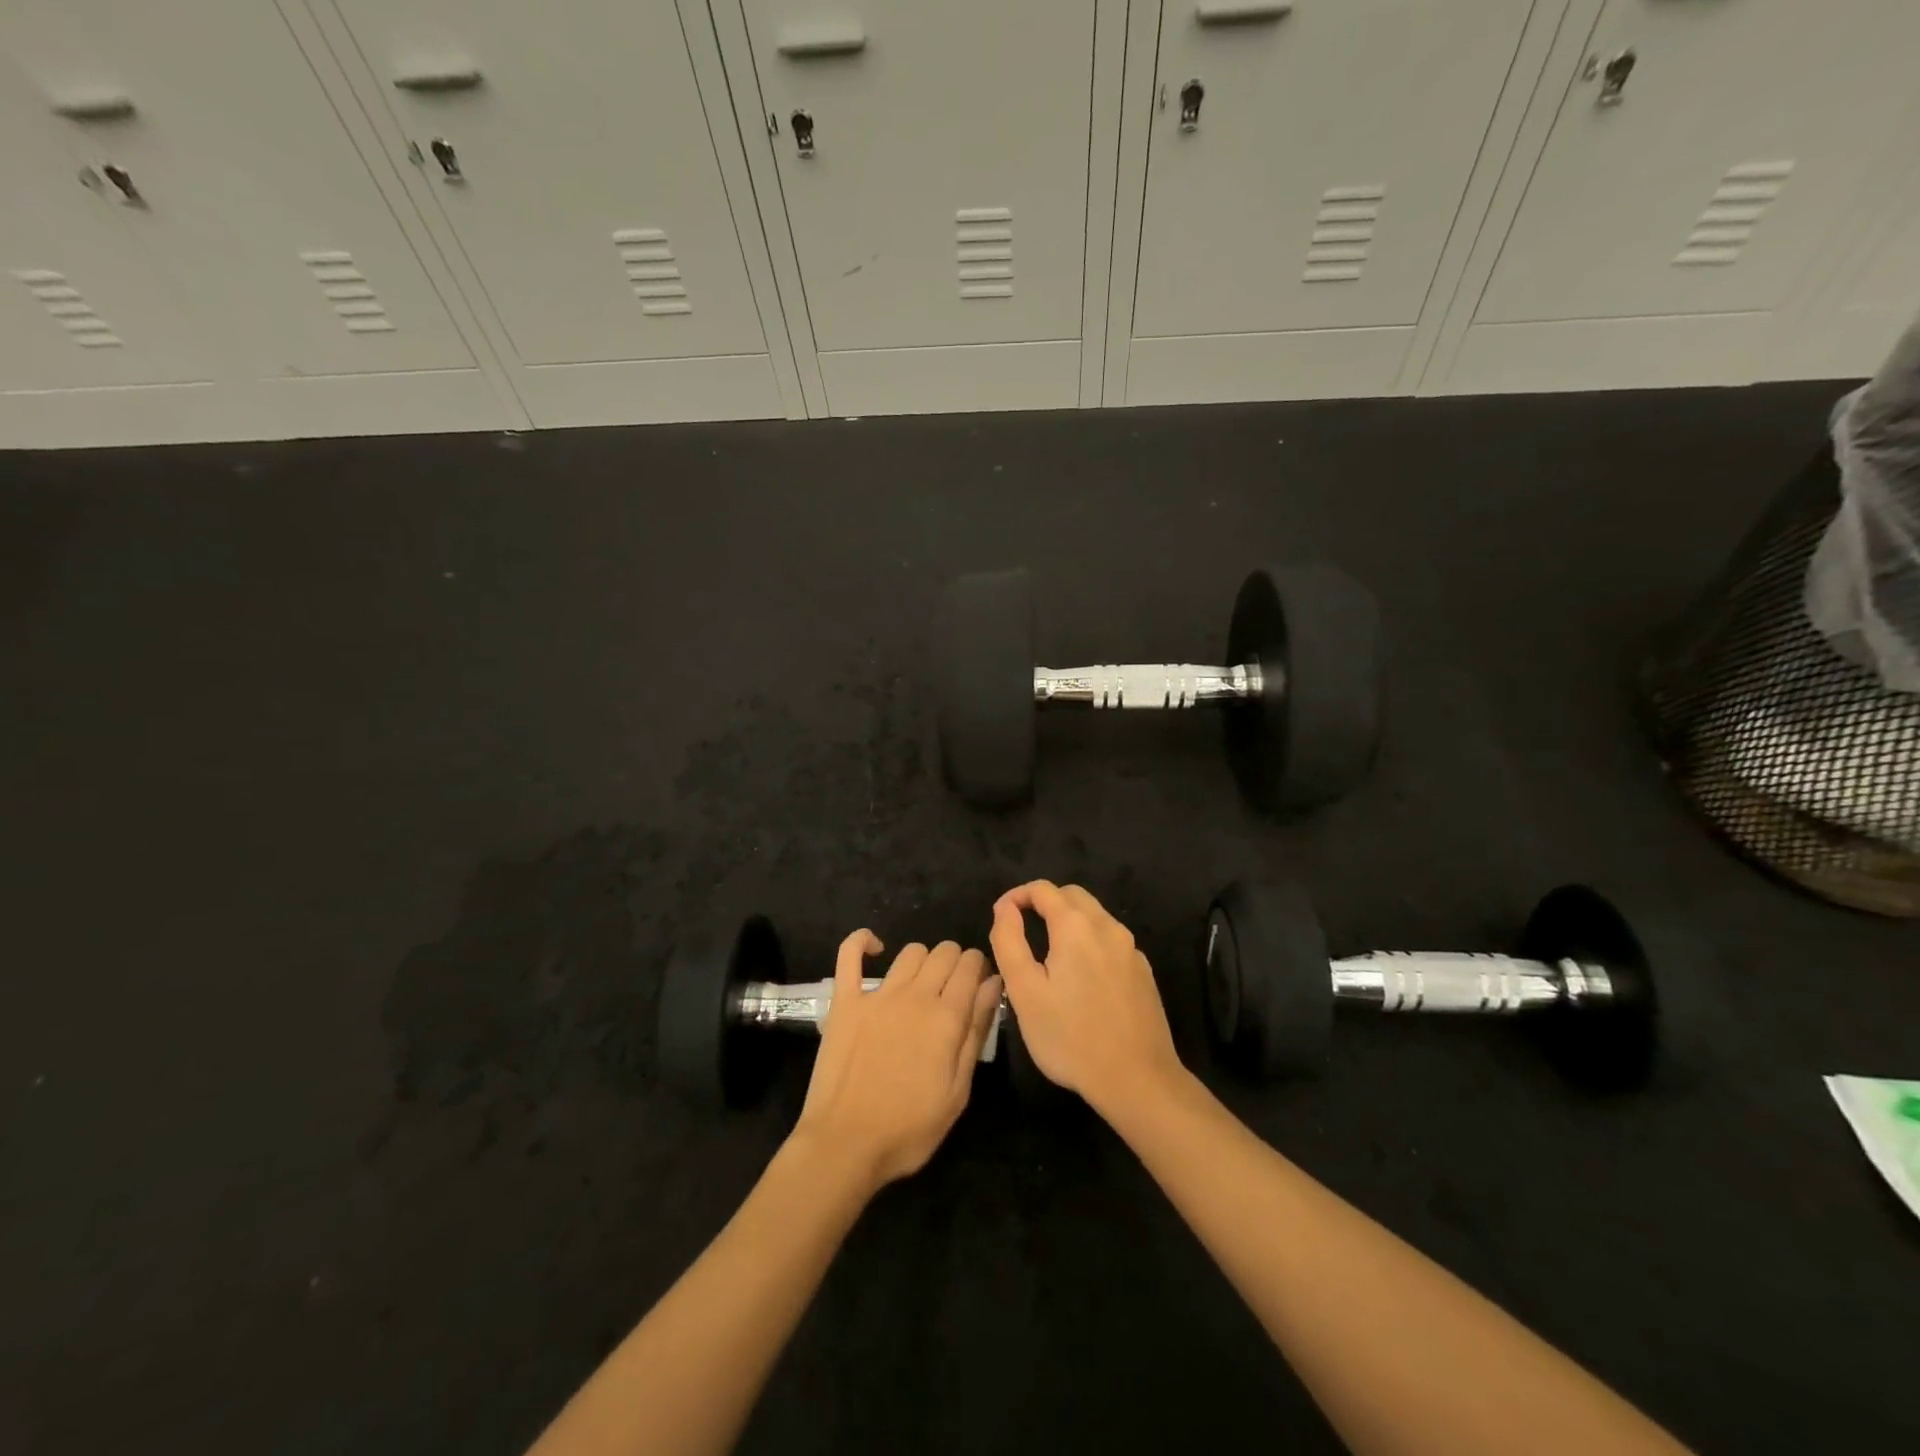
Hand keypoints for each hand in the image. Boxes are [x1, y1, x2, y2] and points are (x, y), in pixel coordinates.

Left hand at [791, 933, 1001, 1191]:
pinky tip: (875, 948)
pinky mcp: (844, 1000)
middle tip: (952, 990)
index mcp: (947, 1017)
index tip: (979, 987)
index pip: (971, 966)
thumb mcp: (958, 1091)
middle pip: (944, 952)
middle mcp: (915, 995)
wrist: (845, 1144)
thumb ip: (976, 1031)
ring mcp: (877, 994)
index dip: (979, 969)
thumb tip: (993, 984)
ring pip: (910, 951)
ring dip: (923, 960)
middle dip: (956, 962)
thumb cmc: (909, 1129)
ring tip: (921, 983)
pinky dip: (862, 941)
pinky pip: (850, 954)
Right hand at [990, 881, 1185, 1115]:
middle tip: (1022, 930)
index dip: (1017, 896)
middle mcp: (1107, 927)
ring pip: (1095, 916)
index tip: (1001, 917)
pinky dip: (1090, 942)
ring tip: (1048, 954)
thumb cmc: (1071, 1037)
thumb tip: (1005, 908)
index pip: (1042, 889)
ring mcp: (1130, 949)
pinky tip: (1082, 977)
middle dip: (1044, 903)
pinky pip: (1111, 940)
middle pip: (1072, 896)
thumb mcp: (1024, 992)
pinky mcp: (1143, 971)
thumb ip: (1009, 941)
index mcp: (1076, 926)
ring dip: (1068, 921)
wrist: (1137, 1079)